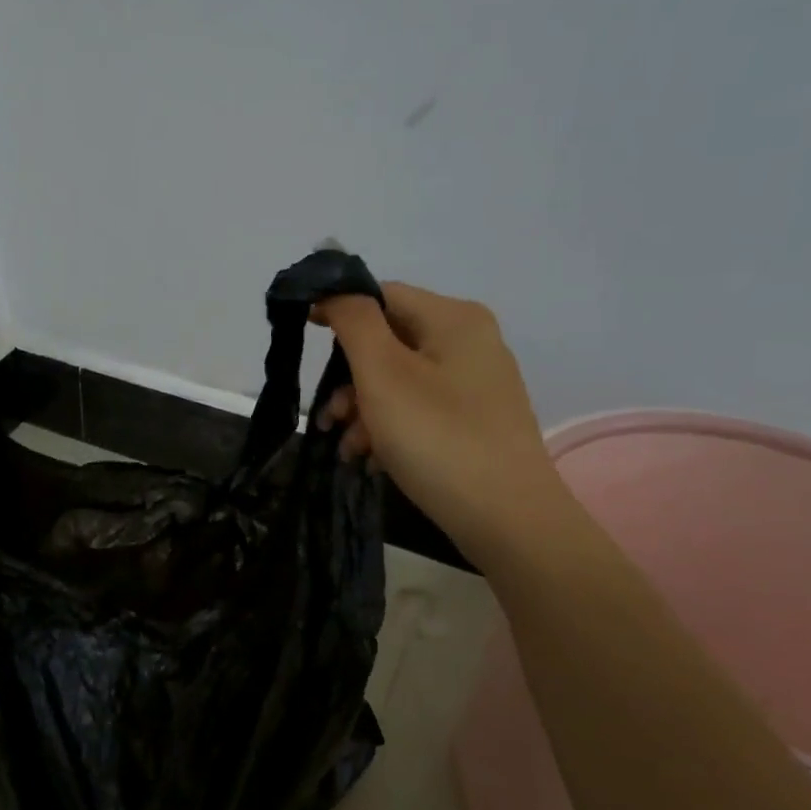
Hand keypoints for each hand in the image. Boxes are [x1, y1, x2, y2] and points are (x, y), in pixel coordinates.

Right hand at [316, 282, 564, 558]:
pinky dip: (390, 429)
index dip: (338, 310)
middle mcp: (471, 342)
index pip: (383, 294)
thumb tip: (334, 289)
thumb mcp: (383, 375)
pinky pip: (420, 410)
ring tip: (348, 448)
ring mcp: (477, 385)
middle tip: (327, 417)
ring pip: (400, 381)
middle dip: (349, 378)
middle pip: (389, 342)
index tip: (303, 336)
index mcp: (454, 319)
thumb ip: (353, 322)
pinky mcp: (476, 422)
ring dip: (363, 410)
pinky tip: (373, 460)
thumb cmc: (438, 438)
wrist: (508, 520)